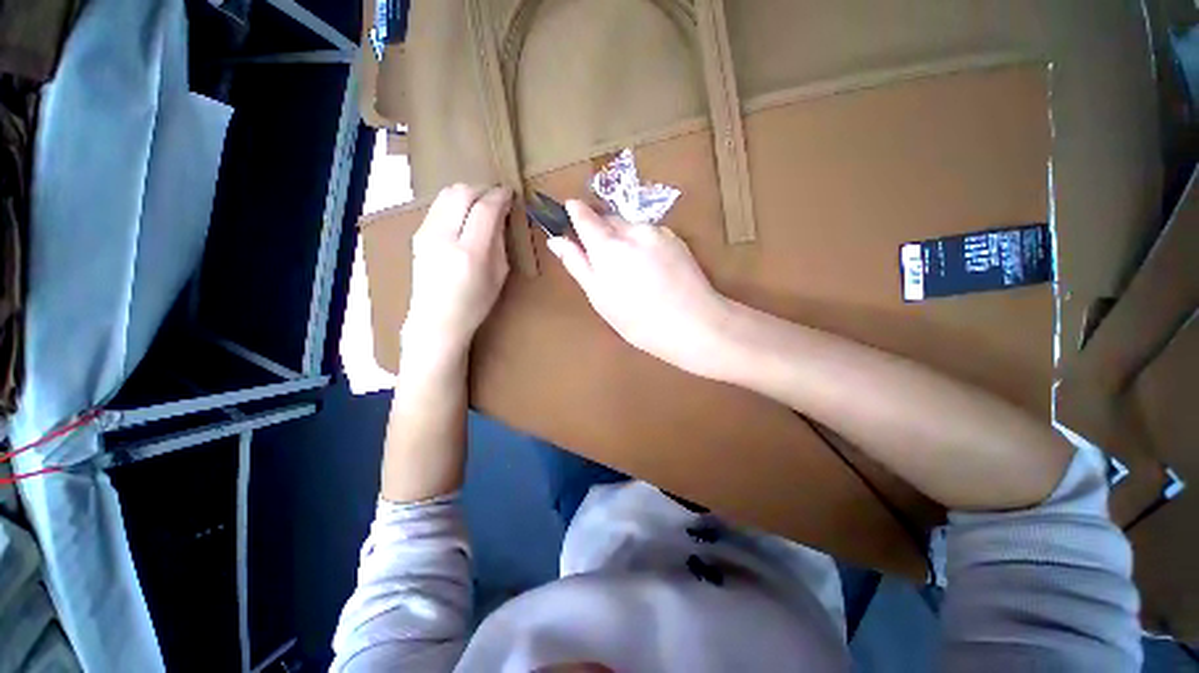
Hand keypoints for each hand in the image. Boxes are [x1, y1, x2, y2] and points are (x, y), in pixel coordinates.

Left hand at [402, 184, 511, 358]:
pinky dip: (454, 202)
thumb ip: (500, 242)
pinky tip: (464, 213)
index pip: (485, 209)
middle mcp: (444, 237)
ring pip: (446, 194)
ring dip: (467, 192)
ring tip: (481, 202)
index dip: (500, 196)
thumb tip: (501, 216)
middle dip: (483, 189)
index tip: (510, 194)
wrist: (436, 320)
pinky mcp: (417, 234)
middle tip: (497, 197)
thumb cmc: (475, 304)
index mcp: (470, 252)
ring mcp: (426, 233)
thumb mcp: (499, 275)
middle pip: (462, 193)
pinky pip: (438, 206)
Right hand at [547, 200, 732, 377]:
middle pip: (608, 219)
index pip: (584, 214)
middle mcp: (633, 229)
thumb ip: (577, 264)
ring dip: (623, 239)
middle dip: (600, 232)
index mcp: (608, 245)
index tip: (568, 214)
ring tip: (631, 272)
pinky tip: (651, 270)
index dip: (574, 212)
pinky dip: (643, 244)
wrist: (695, 324)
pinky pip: (650, 233)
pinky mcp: (676, 238)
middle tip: (603, 262)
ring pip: (630, 226)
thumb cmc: (639, 320)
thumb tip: (556, 240)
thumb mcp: (600, 297)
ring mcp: (658, 231)